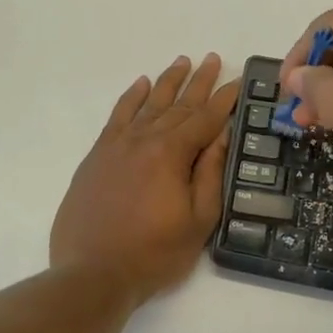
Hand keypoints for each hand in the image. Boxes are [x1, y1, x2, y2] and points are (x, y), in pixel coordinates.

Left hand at [51, 55, 239, 304]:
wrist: (93, 273)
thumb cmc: (155, 253)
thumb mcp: (198, 220)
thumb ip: (210, 174)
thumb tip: (221, 136)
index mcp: (172, 154)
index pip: (205, 119)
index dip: (225, 100)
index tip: (239, 82)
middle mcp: (144, 140)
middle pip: (177, 104)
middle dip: (199, 82)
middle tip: (214, 59)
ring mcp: (116, 146)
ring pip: (147, 104)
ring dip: (167, 82)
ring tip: (183, 62)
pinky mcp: (97, 156)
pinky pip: (117, 116)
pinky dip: (130, 98)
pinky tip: (140, 85)